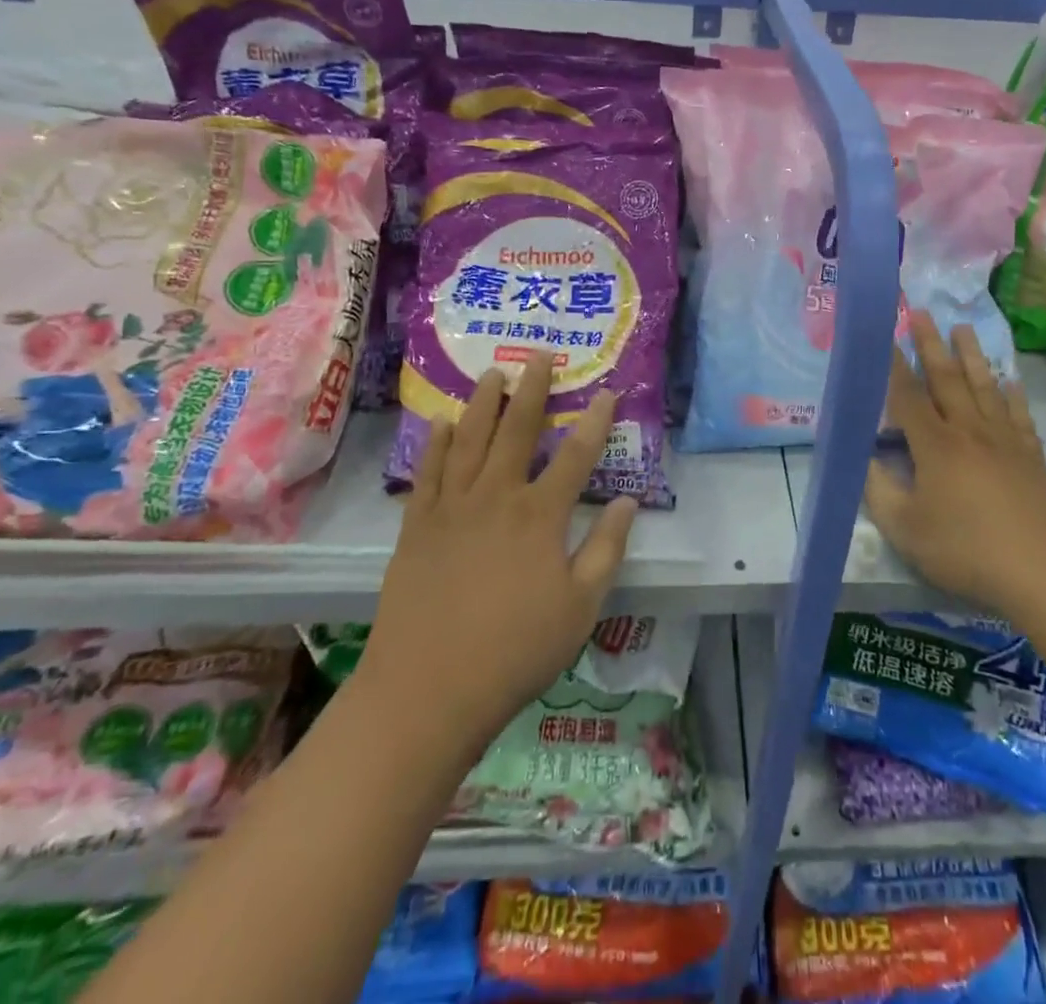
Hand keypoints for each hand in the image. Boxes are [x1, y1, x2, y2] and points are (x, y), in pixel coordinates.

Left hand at [361, 354, 636, 747]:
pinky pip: (428, 473)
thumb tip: (628, 502)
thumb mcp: (581, 606)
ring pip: (469, 440)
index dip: (595, 422)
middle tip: (538, 355)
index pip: (575, 455)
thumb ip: (606, 548)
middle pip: (517, 431)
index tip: (607, 392)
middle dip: (532, 389)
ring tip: (492, 374)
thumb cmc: (516, 651)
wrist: (429, 691)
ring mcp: (451, 509)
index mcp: (539, 516)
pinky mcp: (417, 527)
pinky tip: (442, 423)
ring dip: (483, 403)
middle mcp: (495, 497)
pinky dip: (436, 444)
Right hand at [864, 313, 1045, 619]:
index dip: (894, 367)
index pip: (908, 397)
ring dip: (971, 356)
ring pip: (984, 387)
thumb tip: (867, 459)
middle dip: (931, 345)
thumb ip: (879, 490)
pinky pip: (1019, 415)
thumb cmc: (966, 549)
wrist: (1043, 571)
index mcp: (935, 445)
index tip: (886, 338)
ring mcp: (1005, 441)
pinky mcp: (1031, 456)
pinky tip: (1010, 380)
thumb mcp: (905, 529)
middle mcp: (969, 431)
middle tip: (922, 313)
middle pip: (947, 379)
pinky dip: (1013, 394)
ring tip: (963, 329)